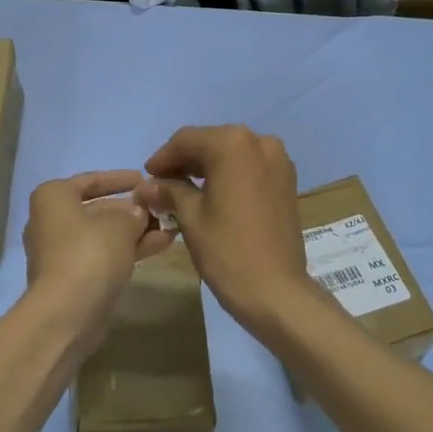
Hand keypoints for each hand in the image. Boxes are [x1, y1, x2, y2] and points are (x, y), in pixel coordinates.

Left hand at [23, 170, 175, 348]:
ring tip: (170, 227)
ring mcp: (59, 252)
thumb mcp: (120, 224)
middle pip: (97, 209)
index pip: (91, 180)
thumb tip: (138, 212)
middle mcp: (50, 221)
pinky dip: (127, 250)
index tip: (144, 179)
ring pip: (103, 235)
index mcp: (53, 198)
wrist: (66, 313)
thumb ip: (134, 213)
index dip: (120, 179)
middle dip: (131, 210)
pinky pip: (102, 256)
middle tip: (161, 207)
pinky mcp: (71, 278)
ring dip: (135, 232)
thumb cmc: (89, 253)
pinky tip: (159, 246)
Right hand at [135, 125, 316, 335]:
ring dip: (206, 168)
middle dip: (184, 162)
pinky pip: (249, 167)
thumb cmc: (227, 250)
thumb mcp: (190, 216)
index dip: (163, 157)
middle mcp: (259, 141)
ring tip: (183, 191)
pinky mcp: (286, 180)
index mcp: (232, 144)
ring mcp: (278, 160)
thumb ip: (168, 191)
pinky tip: (212, 194)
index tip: (147, 177)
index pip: (186, 140)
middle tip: (161, 184)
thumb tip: (145, 186)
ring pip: (231, 154)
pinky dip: (228, 175)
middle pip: (210, 142)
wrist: (276, 291)